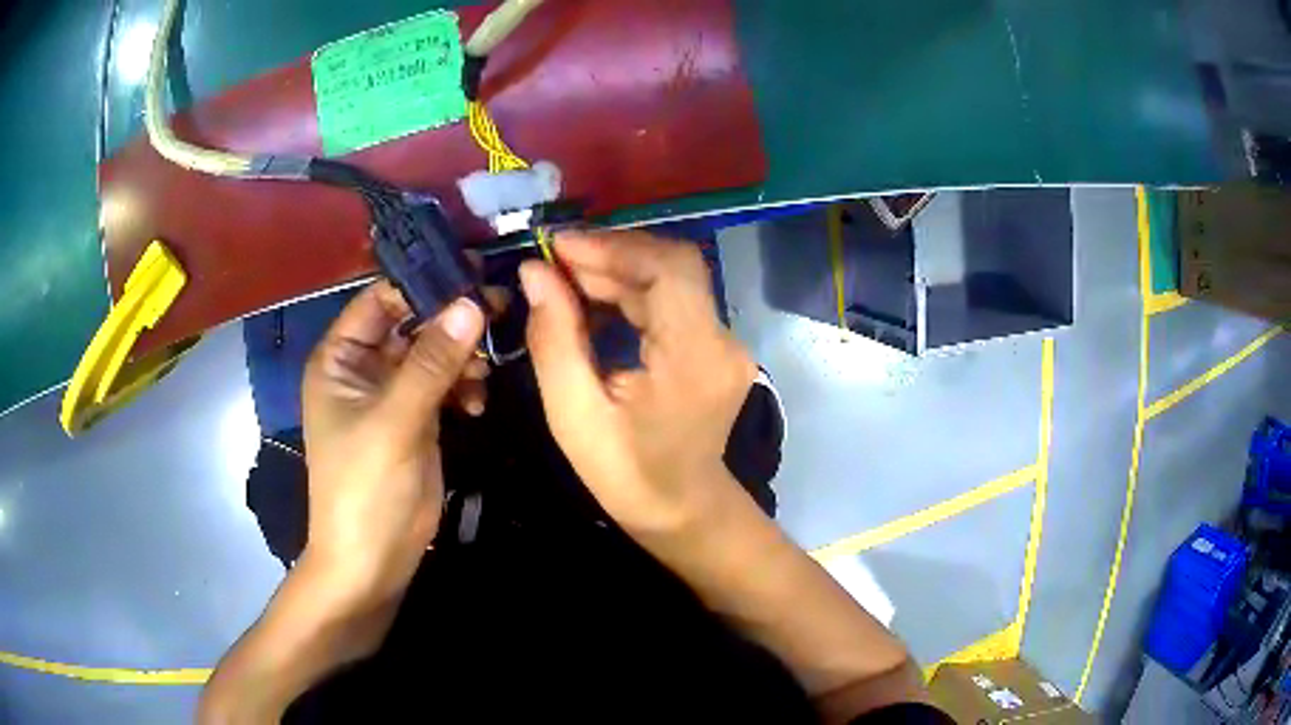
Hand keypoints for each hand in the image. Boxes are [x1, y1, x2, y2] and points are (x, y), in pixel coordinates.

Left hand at [301, 282, 485, 612]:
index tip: (474, 274)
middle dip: (450, 321)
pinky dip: (463, 386)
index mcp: (341, 358)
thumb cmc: (365, 488)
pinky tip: (478, 402)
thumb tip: (472, 304)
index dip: (422, 284)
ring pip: (432, 353)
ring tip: (484, 373)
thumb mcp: (395, 422)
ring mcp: (391, 395)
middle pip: (411, 323)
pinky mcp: (416, 419)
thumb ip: (432, 363)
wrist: (372, 561)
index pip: (380, 299)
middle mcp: (363, 368)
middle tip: (499, 311)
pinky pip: (443, 385)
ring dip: (461, 357)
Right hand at [519, 231, 756, 533]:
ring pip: (671, 280)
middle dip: (609, 256)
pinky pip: (672, 301)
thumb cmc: (626, 475)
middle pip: (672, 267)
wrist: (681, 510)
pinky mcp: (714, 345)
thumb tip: (535, 272)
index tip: (558, 247)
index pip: (669, 269)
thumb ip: (554, 339)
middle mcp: (722, 340)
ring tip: (562, 278)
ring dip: (616, 271)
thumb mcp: (574, 415)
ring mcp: (724, 342)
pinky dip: (630, 292)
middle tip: (552, 262)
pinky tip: (591, 299)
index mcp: (695, 358)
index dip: (613, 247)